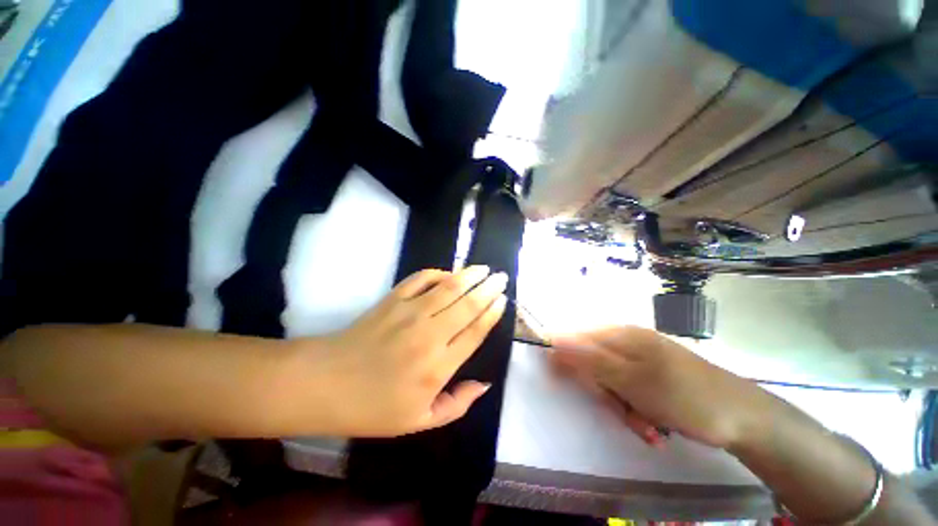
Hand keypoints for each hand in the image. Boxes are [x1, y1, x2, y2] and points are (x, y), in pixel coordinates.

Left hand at [282, 266, 508, 436]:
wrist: (325, 383)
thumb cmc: (373, 407)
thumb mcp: (419, 421)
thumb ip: (457, 404)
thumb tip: (484, 384)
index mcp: (438, 366)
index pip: (476, 331)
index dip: (492, 312)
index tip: (503, 299)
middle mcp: (429, 334)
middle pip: (468, 305)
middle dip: (488, 288)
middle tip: (501, 277)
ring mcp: (409, 312)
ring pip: (448, 287)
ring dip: (469, 275)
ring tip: (483, 268)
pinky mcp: (392, 300)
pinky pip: (420, 279)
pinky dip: (436, 273)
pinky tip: (446, 273)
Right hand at [550, 326, 768, 448]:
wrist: (744, 418)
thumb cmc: (684, 396)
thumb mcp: (630, 379)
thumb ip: (587, 360)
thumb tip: (552, 342)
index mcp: (619, 335)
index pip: (574, 341)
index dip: (568, 364)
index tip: (573, 387)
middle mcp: (627, 342)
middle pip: (592, 364)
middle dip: (603, 393)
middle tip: (621, 410)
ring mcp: (642, 359)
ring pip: (611, 382)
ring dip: (622, 407)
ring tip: (645, 424)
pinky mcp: (653, 376)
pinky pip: (630, 392)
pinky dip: (637, 410)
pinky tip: (654, 425)